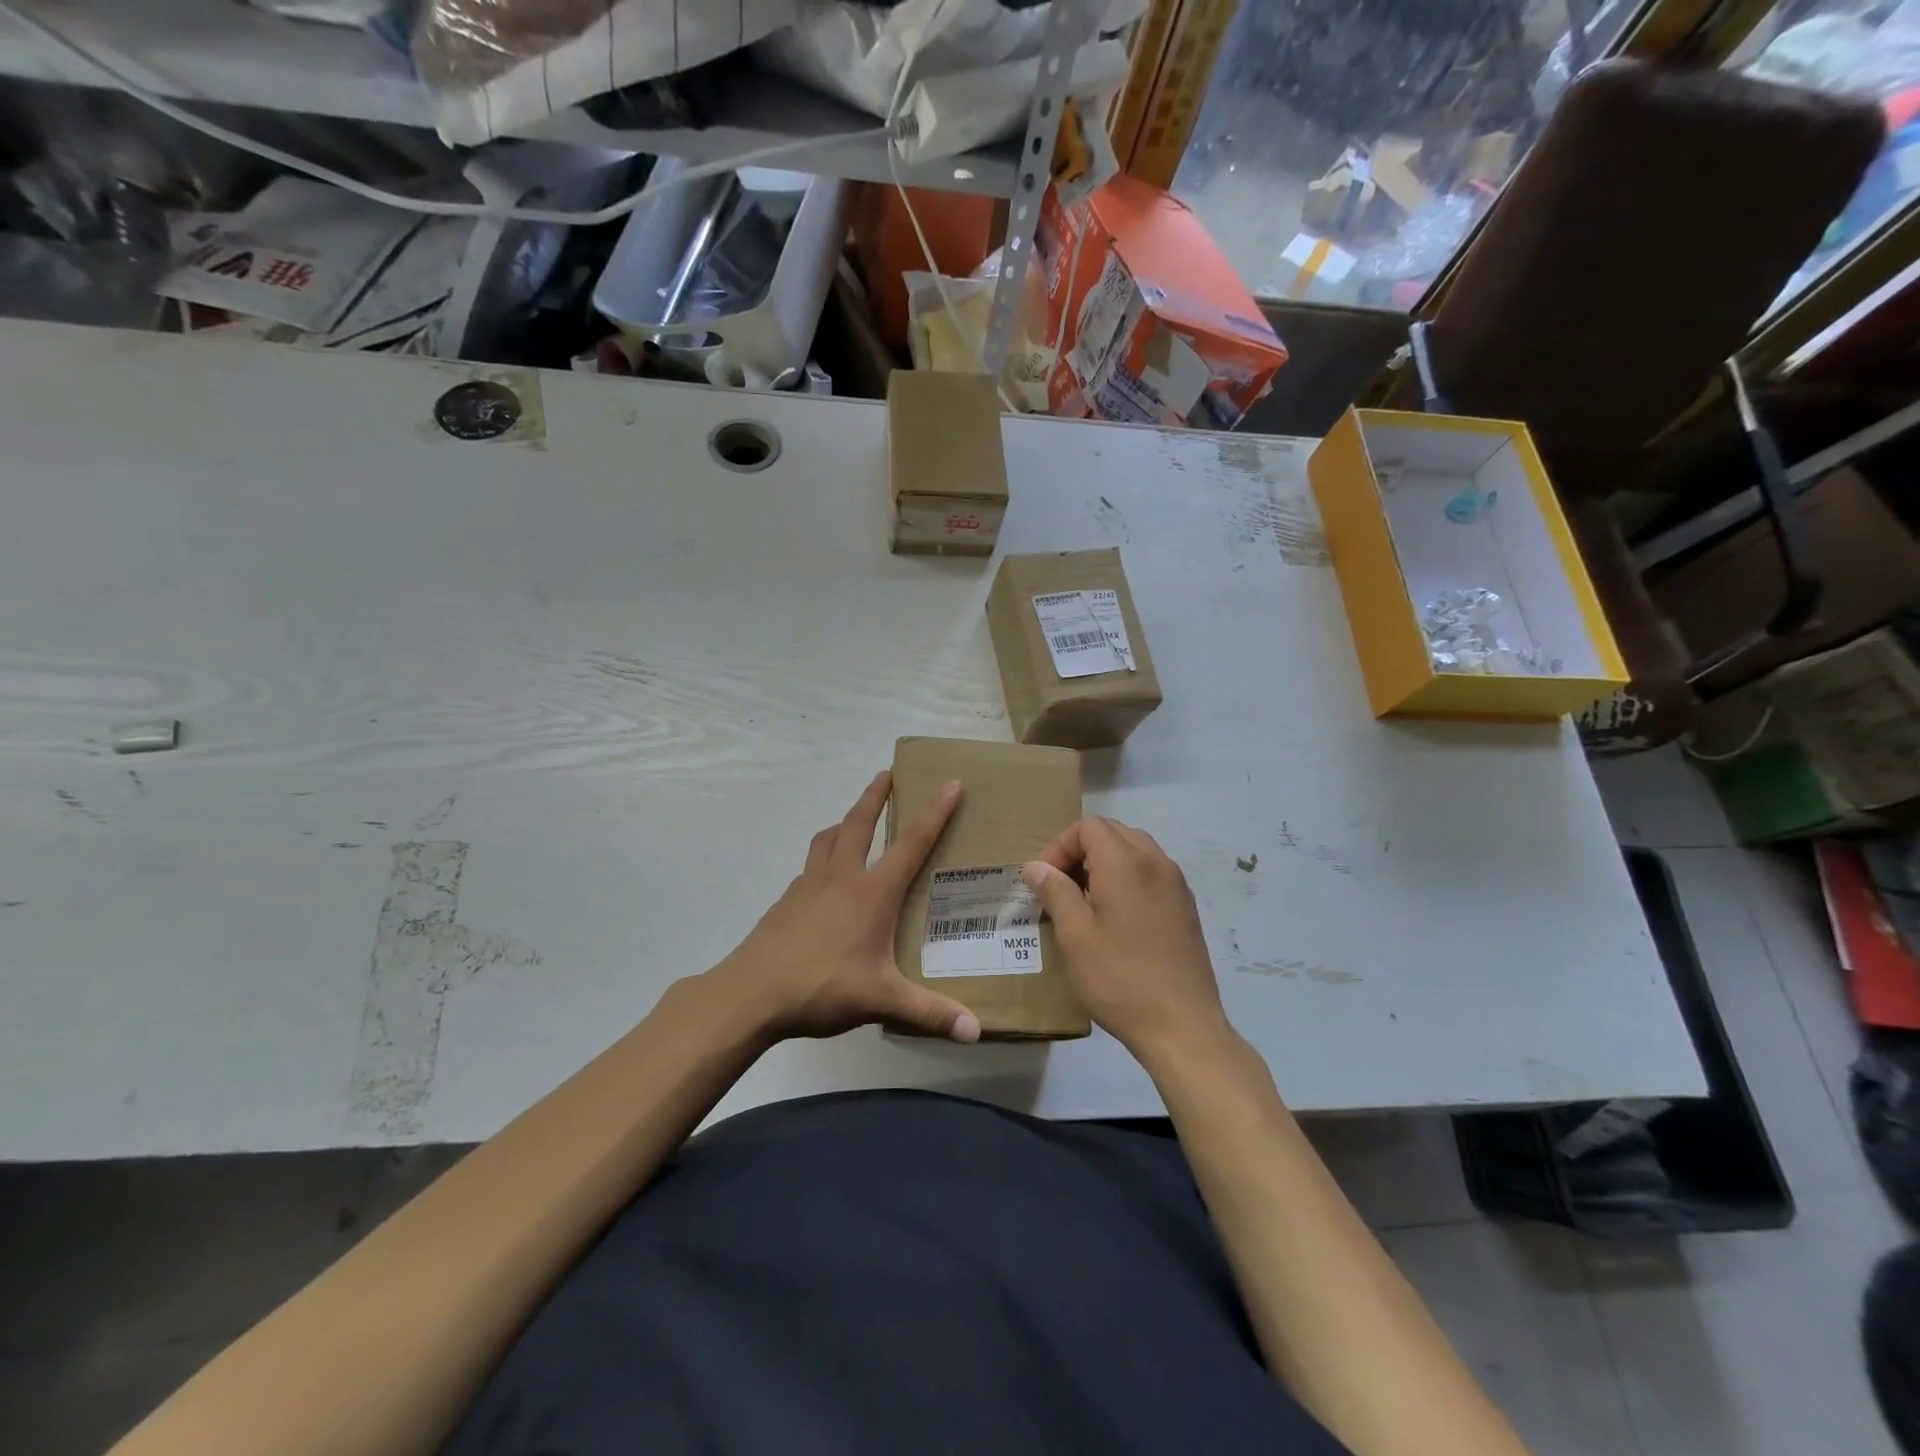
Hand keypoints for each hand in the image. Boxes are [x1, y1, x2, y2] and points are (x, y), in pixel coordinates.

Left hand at [712, 771, 981, 1044]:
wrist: (751, 993)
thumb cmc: (823, 986)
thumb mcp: (882, 1000)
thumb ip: (930, 1013)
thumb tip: (976, 1033)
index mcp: (872, 892)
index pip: (912, 842)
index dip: (934, 811)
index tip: (951, 782)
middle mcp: (841, 877)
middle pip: (859, 822)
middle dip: (875, 795)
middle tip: (885, 774)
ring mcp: (808, 885)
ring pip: (827, 838)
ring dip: (843, 821)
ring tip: (851, 820)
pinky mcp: (786, 900)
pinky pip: (809, 867)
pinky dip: (822, 858)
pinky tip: (823, 879)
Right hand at [1022, 817, 1230, 1065]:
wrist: (1182, 1026)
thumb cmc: (1120, 979)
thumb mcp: (1075, 936)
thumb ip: (1055, 891)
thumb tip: (1036, 866)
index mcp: (1126, 863)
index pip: (1088, 827)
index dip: (1059, 846)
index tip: (1044, 881)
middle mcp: (1156, 862)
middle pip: (1113, 831)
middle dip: (1081, 850)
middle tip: (1061, 887)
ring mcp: (1176, 883)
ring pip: (1135, 849)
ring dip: (1105, 862)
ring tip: (1086, 900)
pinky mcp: (1185, 906)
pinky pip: (1152, 871)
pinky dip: (1128, 877)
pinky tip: (1116, 916)